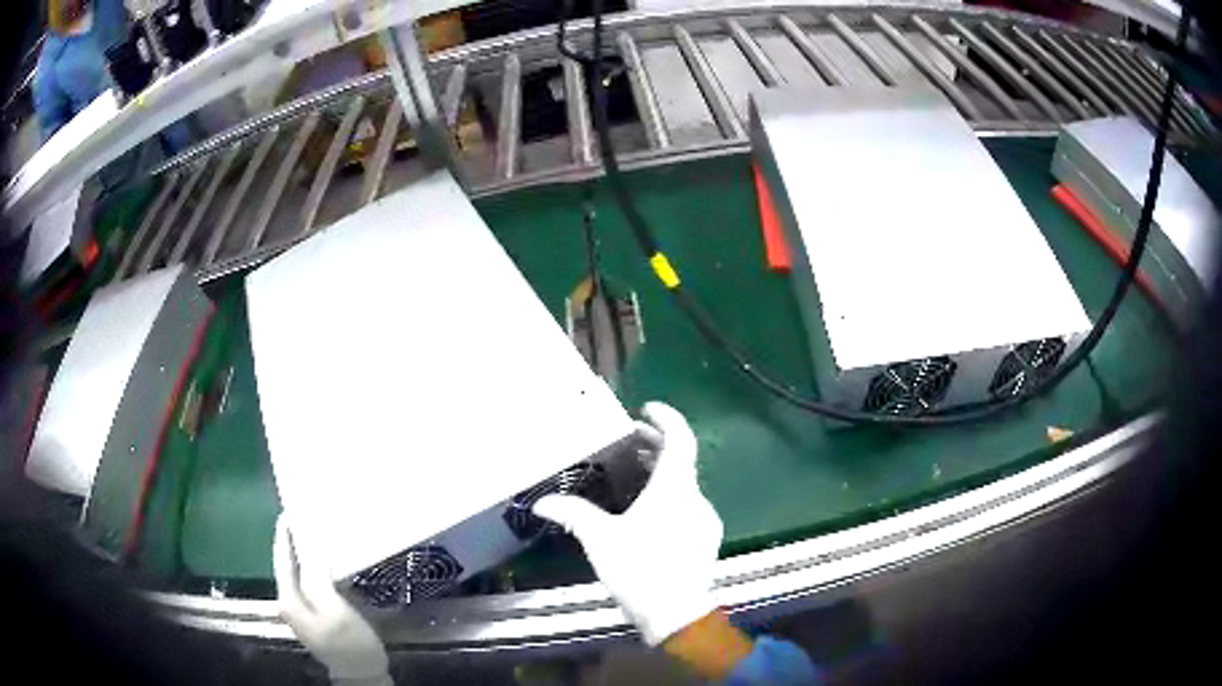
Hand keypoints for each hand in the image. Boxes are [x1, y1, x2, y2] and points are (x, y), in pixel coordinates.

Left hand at [273, 518, 392, 685]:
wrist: (362, 675)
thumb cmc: (349, 643)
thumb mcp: (334, 609)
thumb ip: (317, 577)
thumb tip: (311, 546)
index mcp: (289, 599)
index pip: (282, 558)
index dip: (284, 534)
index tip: (290, 510)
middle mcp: (290, 603)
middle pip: (289, 565)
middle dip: (295, 542)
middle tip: (307, 518)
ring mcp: (303, 612)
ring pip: (301, 574)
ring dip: (308, 555)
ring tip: (319, 535)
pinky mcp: (318, 617)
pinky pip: (313, 584)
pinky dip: (319, 570)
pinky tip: (331, 564)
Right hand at [534, 402, 723, 644]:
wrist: (677, 614)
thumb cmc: (639, 569)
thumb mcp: (601, 540)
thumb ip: (574, 515)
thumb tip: (542, 502)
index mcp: (674, 489)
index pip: (680, 439)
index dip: (666, 419)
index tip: (646, 408)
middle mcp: (695, 497)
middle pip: (682, 460)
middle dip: (657, 444)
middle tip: (631, 438)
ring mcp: (704, 519)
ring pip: (685, 484)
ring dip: (663, 472)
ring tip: (635, 473)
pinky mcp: (706, 539)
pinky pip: (688, 504)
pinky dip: (670, 495)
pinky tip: (649, 512)